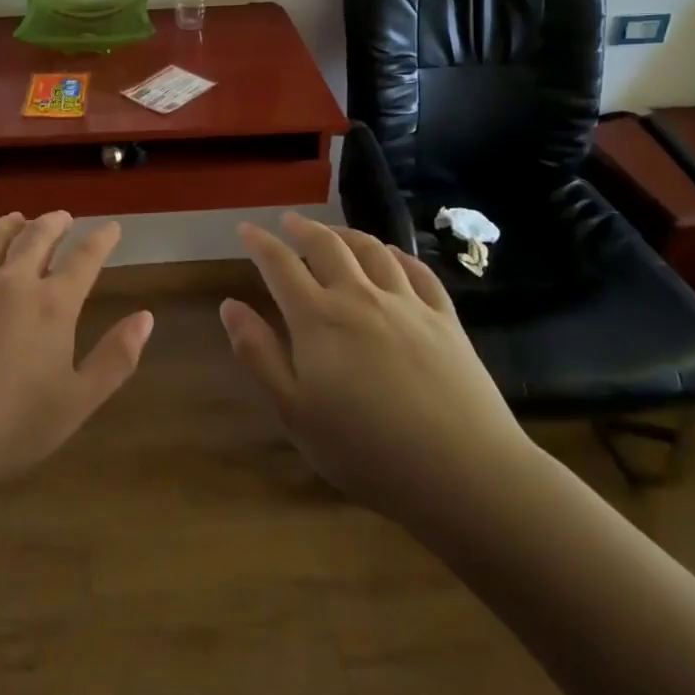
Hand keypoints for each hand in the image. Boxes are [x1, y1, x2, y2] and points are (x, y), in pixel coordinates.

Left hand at [0, 211, 152, 505]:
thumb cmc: (12, 428)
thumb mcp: (78, 402)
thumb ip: (116, 358)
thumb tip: (146, 316)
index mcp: (52, 305)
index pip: (84, 259)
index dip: (101, 239)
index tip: (111, 227)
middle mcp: (11, 282)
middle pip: (36, 237)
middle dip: (54, 222)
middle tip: (62, 216)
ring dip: (8, 225)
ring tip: (16, 219)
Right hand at [223, 211, 536, 537]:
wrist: (464, 473)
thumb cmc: (366, 451)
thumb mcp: (295, 412)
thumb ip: (259, 355)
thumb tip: (230, 305)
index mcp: (318, 319)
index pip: (280, 265)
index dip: (260, 243)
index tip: (246, 228)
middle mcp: (359, 297)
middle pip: (326, 246)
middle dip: (302, 228)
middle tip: (288, 221)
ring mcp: (406, 304)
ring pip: (372, 250)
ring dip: (347, 234)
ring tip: (334, 232)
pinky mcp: (445, 319)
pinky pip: (418, 272)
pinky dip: (398, 256)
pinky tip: (392, 256)